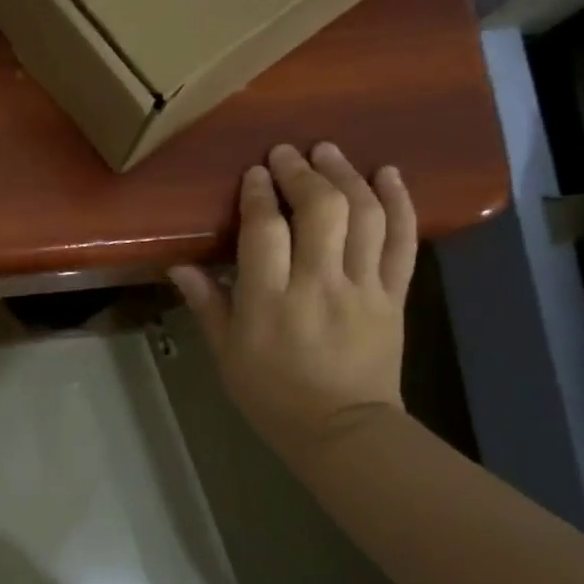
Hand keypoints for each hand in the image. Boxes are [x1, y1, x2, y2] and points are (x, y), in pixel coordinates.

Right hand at [169, 143, 416, 452]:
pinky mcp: (394, 296)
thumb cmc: (272, 396)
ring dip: (346, 175)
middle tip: (287, 153)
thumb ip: (206, 305)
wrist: (343, 431)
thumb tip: (179, 265)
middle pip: (319, 210)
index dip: (258, 194)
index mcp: (270, 301)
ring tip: (329, 152)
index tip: (254, 173)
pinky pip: (403, 242)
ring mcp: (363, 288)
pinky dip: (400, 202)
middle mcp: (319, 285)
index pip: (264, 230)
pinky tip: (387, 174)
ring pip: (364, 216)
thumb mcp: (226, 355)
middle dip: (302, 173)